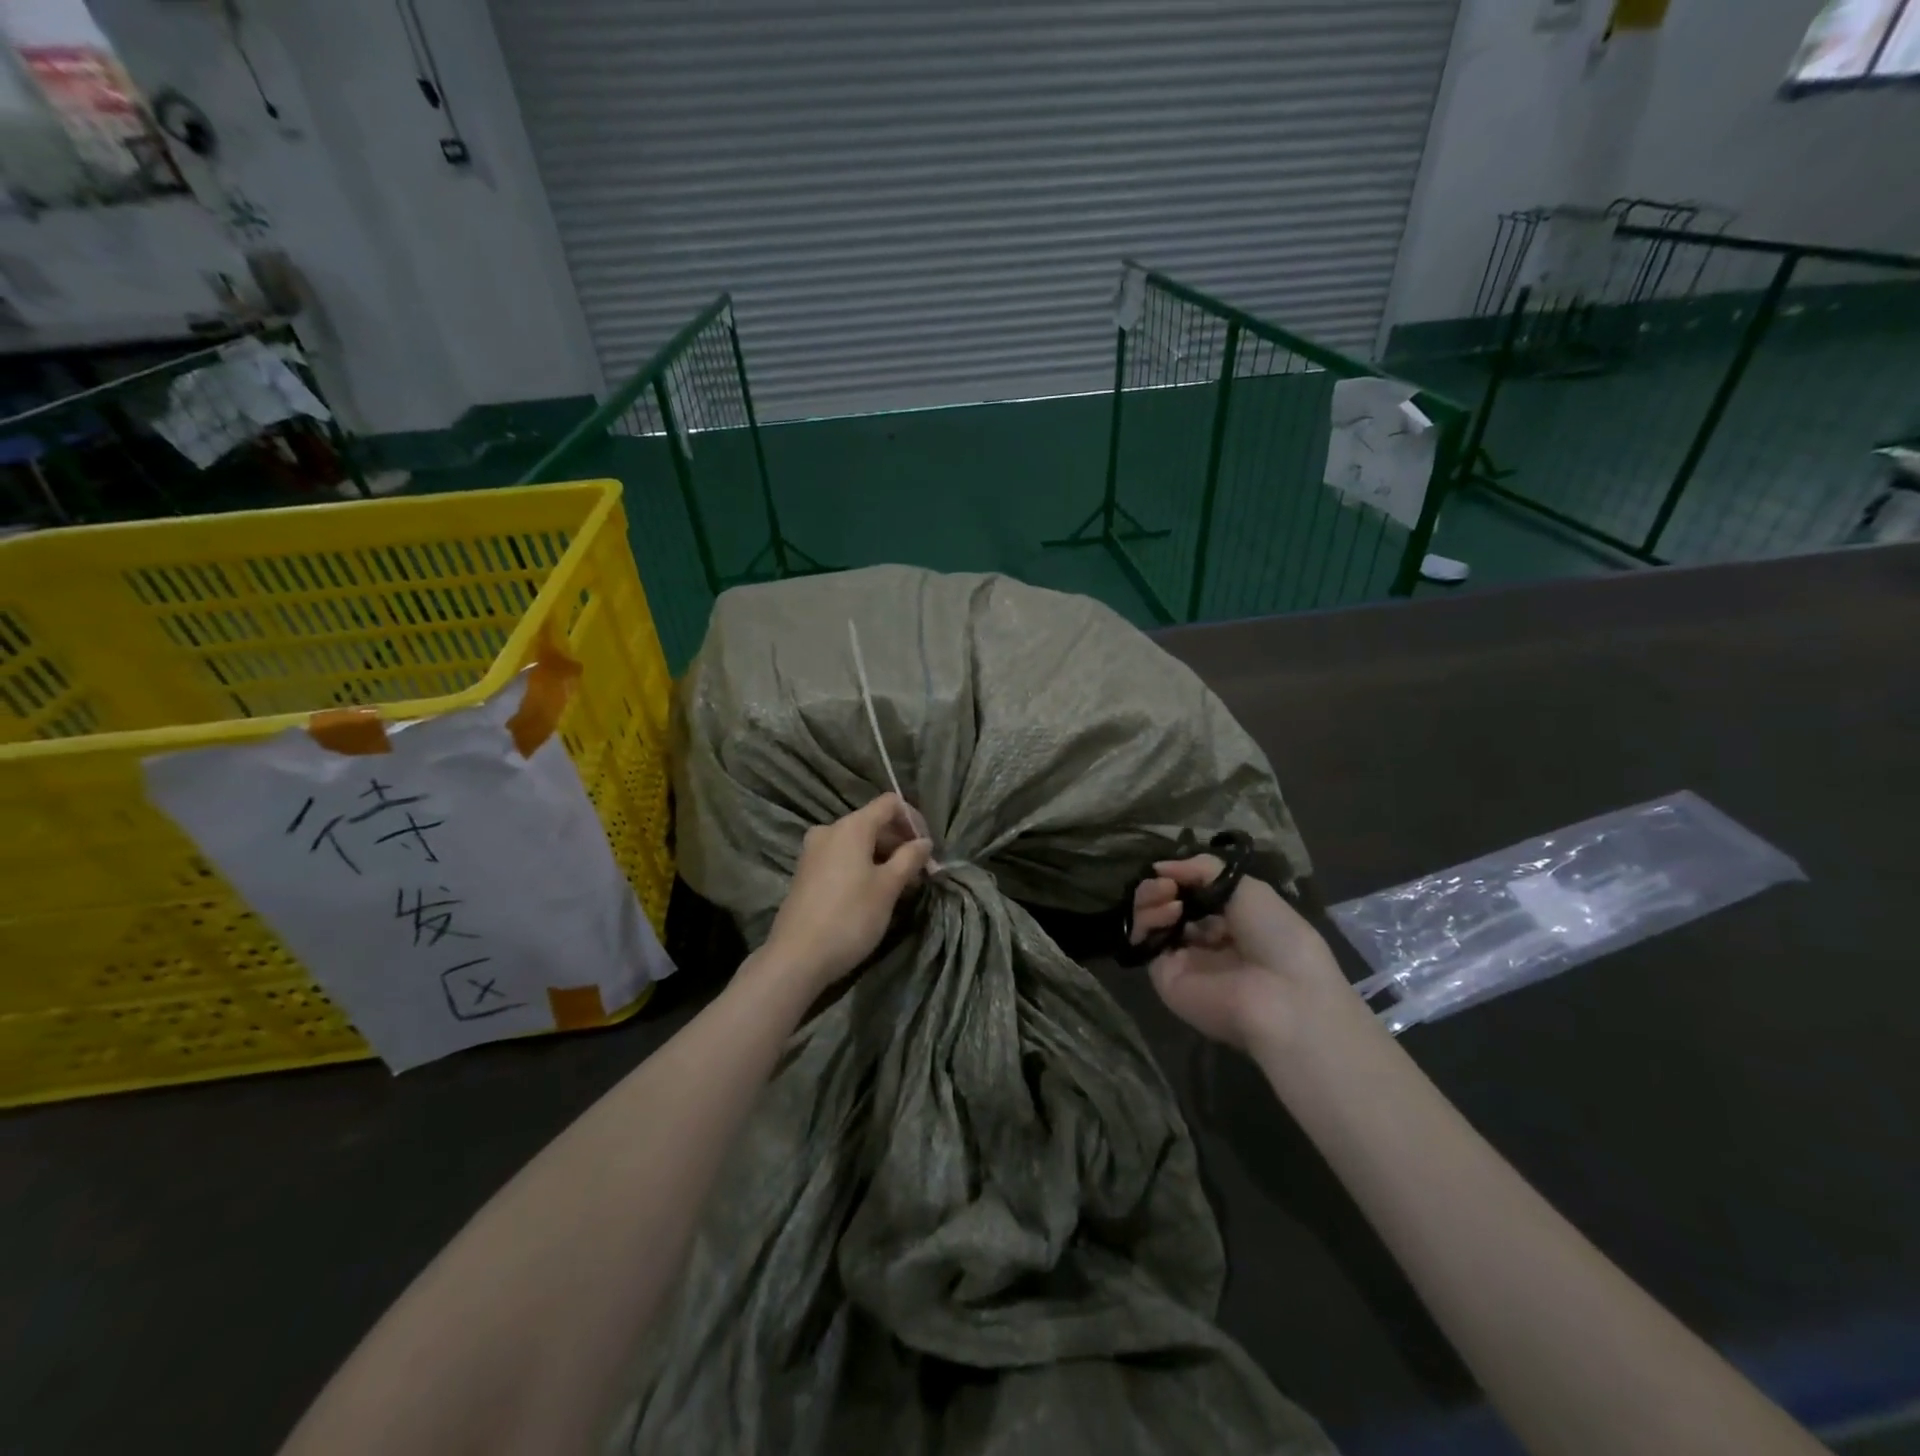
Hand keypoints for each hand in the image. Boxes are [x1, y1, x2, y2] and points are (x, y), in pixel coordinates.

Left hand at [760, 794, 932, 993]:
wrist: (796, 957)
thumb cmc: (850, 917)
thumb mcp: (888, 888)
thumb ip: (909, 859)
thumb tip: (924, 842)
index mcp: (851, 827)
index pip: (889, 803)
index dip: (913, 820)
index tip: (927, 849)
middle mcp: (829, 831)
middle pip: (873, 822)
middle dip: (899, 843)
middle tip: (918, 873)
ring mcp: (813, 852)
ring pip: (857, 843)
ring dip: (883, 857)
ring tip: (899, 886)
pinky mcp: (806, 873)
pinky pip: (842, 858)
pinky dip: (862, 866)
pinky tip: (872, 893)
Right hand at [1130, 855, 1350, 1053]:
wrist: (1284, 995)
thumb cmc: (1278, 937)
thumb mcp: (1249, 888)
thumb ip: (1204, 869)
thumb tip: (1160, 867)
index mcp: (1231, 924)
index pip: (1192, 895)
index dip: (1182, 878)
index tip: (1179, 870)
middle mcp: (1204, 942)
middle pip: (1166, 906)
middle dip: (1162, 886)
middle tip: (1167, 883)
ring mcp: (1182, 959)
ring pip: (1150, 920)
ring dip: (1150, 897)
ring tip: (1165, 891)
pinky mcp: (1164, 975)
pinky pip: (1145, 941)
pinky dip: (1148, 919)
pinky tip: (1168, 910)